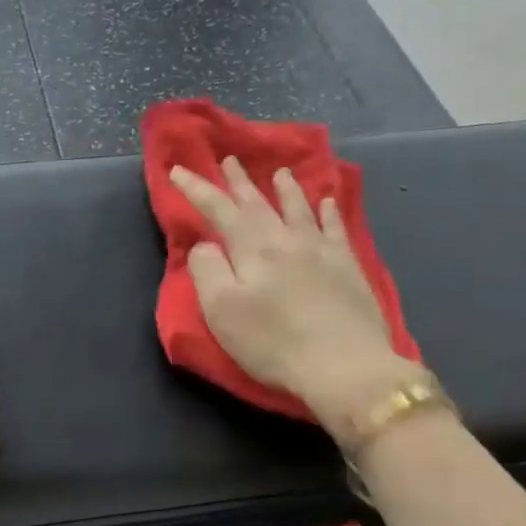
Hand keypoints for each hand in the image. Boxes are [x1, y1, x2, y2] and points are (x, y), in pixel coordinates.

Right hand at [170, 157, 418, 443]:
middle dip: (239, 182)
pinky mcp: (348, 267)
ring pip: (299, 209)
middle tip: (228, 160)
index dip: (196, 189)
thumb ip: (207, 271)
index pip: (218, 210)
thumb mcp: (221, 310)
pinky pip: (336, 227)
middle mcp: (287, 239)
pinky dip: (328, 210)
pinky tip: (328, 201)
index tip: (178, 170)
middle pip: (258, 203)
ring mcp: (322, 250)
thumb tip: (205, 245)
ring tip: (278, 172)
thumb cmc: (272, 342)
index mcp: (252, 248)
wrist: (344, 365)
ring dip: (285, 189)